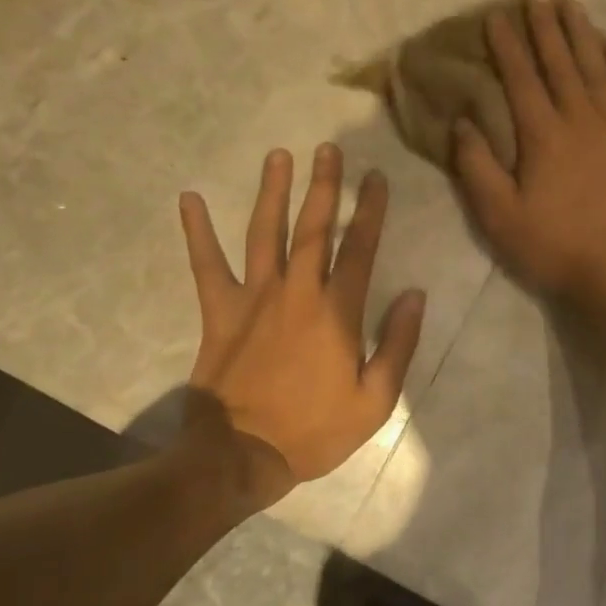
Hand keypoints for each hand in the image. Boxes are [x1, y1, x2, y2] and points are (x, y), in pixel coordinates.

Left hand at [179, 146, 424, 501]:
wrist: (240, 456)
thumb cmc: (314, 430)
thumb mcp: (375, 399)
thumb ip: (398, 343)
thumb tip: (414, 294)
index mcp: (337, 311)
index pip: (360, 248)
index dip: (370, 210)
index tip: (376, 177)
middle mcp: (297, 291)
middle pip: (314, 227)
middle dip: (325, 185)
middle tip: (328, 148)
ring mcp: (254, 297)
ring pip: (266, 233)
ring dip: (273, 192)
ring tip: (278, 156)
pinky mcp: (219, 311)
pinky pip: (206, 265)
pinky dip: (197, 232)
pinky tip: (190, 199)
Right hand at [453, 0, 605, 306]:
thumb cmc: (557, 247)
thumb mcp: (500, 217)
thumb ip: (477, 167)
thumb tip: (463, 121)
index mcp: (542, 135)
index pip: (520, 77)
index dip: (506, 44)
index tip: (496, 16)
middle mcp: (581, 117)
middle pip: (560, 61)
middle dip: (545, 27)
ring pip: (597, 66)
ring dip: (582, 34)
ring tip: (572, 5)